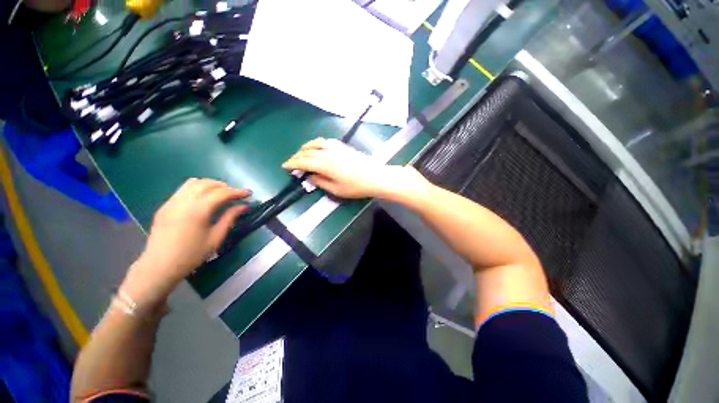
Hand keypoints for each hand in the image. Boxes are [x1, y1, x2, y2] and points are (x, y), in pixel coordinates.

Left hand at [122, 178, 250, 305]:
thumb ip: (230, 218)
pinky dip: (197, 188)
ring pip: (193, 183)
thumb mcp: (216, 237)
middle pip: (207, 184)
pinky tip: (203, 198)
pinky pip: (183, 189)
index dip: (237, 191)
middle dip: (224, 186)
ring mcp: (171, 202)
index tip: (248, 193)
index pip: (221, 193)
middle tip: (235, 194)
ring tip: (220, 193)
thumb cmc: (192, 255)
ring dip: (210, 184)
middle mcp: (183, 202)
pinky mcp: (165, 206)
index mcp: (198, 211)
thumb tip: (244, 206)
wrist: (159, 266)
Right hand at [282, 137, 426, 198]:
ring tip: (302, 152)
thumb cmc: (356, 186)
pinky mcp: (343, 146)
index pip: (303, 161)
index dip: (292, 163)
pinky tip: (317, 148)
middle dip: (297, 156)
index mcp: (324, 164)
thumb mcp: (336, 189)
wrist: (375, 176)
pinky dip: (317, 143)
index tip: (284, 166)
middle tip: (292, 162)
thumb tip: (309, 177)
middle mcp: (328, 152)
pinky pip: (325, 141)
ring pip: (316, 143)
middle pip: (307, 151)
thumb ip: (320, 182)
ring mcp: (336, 147)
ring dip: (306, 147)